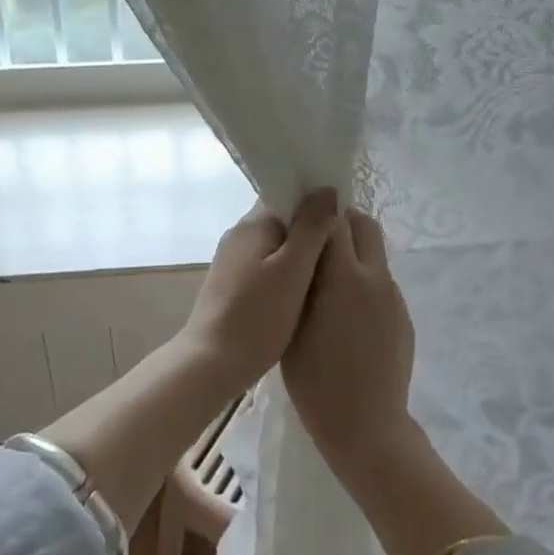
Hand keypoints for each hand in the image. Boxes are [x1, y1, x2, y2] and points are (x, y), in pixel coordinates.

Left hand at [177, 189, 338, 392]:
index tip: (343, 216)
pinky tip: (304, 292)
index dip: (315, 199)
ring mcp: (233, 260)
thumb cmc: (257, 316)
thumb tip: (328, 189)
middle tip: (343, 247)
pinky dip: (287, 272)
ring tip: (330, 270)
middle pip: (283, 219)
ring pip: (276, 245)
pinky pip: (267, 266)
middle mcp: (240, 234)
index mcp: (254, 223)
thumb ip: (312, 227)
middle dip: (311, 228)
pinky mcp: (232, 284)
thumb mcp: (293, 270)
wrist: (210, 364)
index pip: (287, 193)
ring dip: (301, 253)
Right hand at [281, 210, 415, 474]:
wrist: (367, 427)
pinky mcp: (402, 316)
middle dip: (341, 222)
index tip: (300, 216)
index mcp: (345, 276)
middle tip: (315, 242)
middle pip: (364, 224)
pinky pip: (381, 283)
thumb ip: (300, 279)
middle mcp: (375, 277)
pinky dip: (363, 282)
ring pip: (374, 253)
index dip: (317, 212)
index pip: (336, 219)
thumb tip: (303, 247)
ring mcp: (393, 297)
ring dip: (353, 253)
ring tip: (327, 283)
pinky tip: (346, 316)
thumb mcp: (293, 325)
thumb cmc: (316, 380)